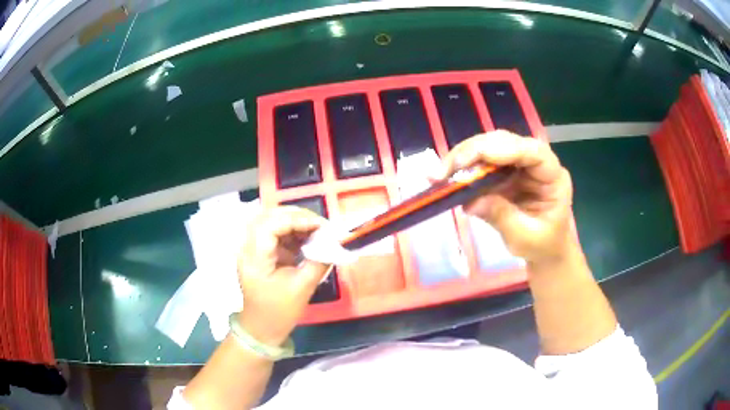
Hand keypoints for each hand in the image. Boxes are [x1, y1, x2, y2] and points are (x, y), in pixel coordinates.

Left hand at [236, 207, 330, 346]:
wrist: (261, 328)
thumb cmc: (279, 312)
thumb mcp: (302, 288)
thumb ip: (318, 262)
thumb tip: (333, 244)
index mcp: (254, 257)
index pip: (271, 225)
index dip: (297, 219)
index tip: (322, 226)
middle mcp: (248, 247)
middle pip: (268, 217)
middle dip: (296, 216)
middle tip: (320, 225)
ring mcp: (252, 248)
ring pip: (271, 222)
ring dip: (294, 222)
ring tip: (317, 230)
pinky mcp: (260, 252)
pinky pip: (275, 233)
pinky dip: (292, 232)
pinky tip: (307, 238)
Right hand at [440, 131, 574, 265]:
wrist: (544, 251)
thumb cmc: (542, 245)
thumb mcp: (524, 237)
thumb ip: (501, 216)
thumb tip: (469, 202)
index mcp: (553, 176)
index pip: (532, 152)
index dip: (504, 149)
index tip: (475, 158)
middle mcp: (536, 163)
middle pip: (505, 142)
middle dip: (474, 151)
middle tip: (445, 169)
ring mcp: (519, 164)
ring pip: (490, 146)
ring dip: (463, 157)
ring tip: (439, 173)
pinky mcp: (504, 171)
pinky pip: (482, 161)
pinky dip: (463, 168)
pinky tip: (447, 176)